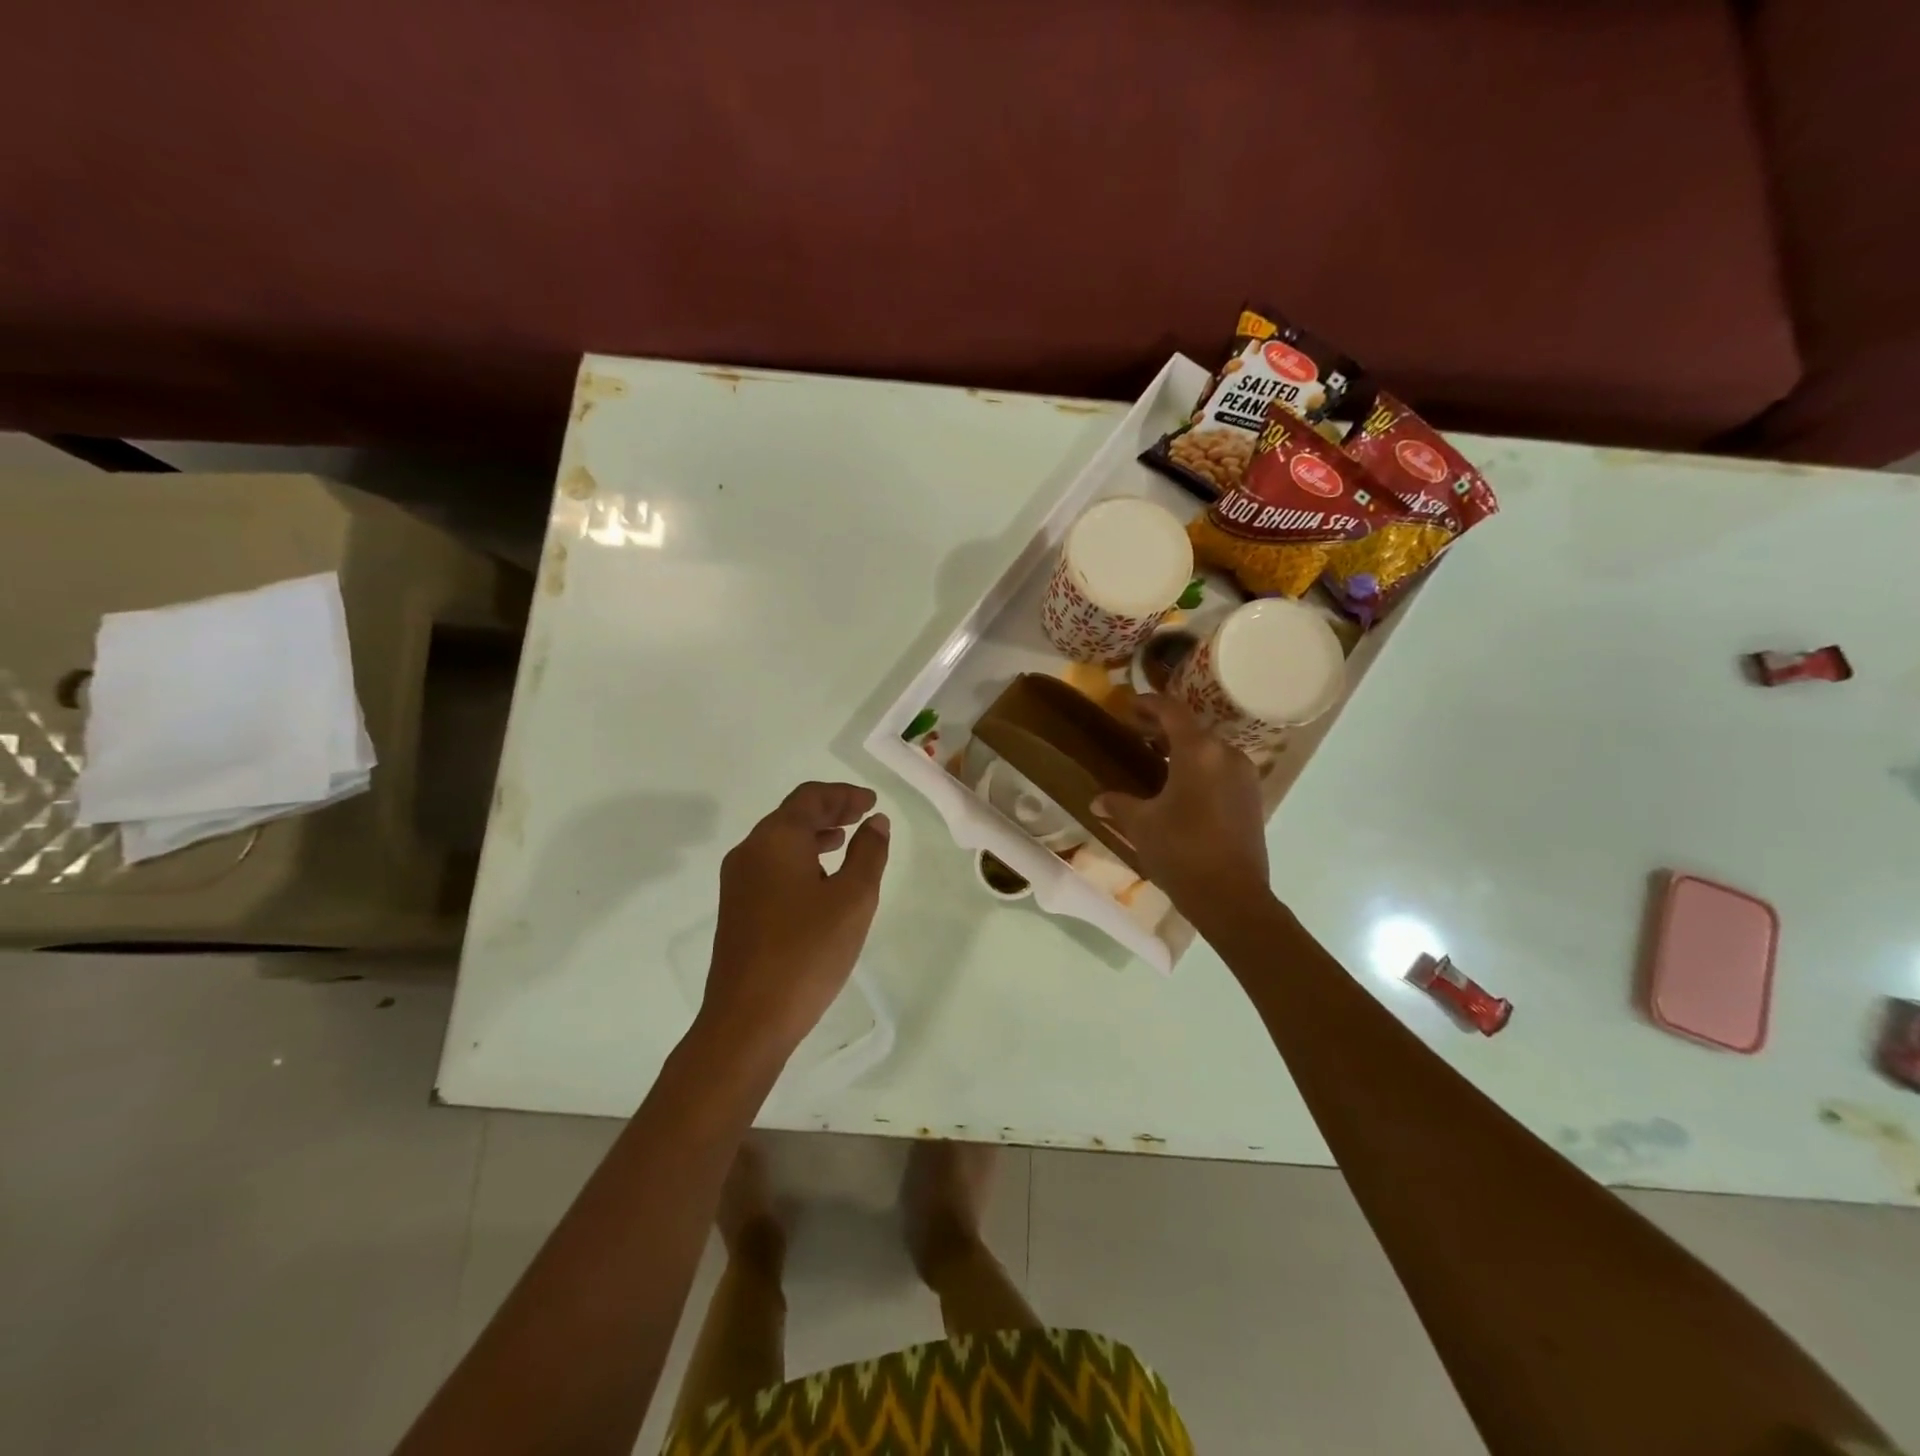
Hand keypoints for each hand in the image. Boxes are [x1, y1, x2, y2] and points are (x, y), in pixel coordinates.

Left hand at [701, 782, 890, 1057]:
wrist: (748, 1019)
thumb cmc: (807, 952)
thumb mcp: (853, 899)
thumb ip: (868, 853)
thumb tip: (875, 822)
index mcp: (776, 839)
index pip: (810, 797)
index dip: (844, 794)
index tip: (871, 802)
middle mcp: (750, 851)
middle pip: (791, 815)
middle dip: (829, 811)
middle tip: (863, 815)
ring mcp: (738, 881)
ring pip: (779, 841)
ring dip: (814, 835)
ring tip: (845, 842)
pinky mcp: (736, 908)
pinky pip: (771, 865)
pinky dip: (799, 858)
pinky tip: (820, 881)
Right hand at [1091, 695, 1268, 915]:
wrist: (1232, 897)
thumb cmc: (1181, 852)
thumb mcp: (1141, 825)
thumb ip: (1118, 804)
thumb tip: (1097, 800)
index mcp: (1198, 751)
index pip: (1172, 711)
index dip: (1148, 704)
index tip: (1128, 706)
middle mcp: (1226, 754)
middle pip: (1192, 728)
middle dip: (1162, 728)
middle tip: (1135, 734)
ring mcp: (1244, 775)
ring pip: (1209, 749)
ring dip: (1182, 749)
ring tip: (1155, 761)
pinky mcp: (1252, 797)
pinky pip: (1221, 769)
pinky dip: (1199, 767)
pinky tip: (1180, 787)